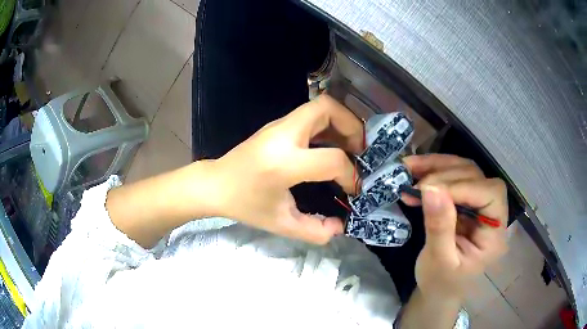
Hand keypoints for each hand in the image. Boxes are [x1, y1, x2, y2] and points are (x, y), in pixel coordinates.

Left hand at [208, 95, 363, 243]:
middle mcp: (283, 135)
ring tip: (351, 146)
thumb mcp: (281, 224)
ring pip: (319, 106)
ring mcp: (278, 125)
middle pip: (327, 108)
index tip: (354, 188)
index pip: (332, 159)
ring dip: (342, 122)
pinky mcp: (277, 125)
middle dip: (352, 125)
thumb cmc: (245, 205)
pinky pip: (310, 115)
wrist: (215, 184)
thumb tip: (341, 227)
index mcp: (283, 163)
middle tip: (360, 149)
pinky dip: (329, 125)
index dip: (350, 174)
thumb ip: (315, 231)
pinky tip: (332, 145)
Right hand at [402, 154, 507, 299]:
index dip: (464, 187)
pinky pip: (454, 176)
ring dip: (438, 166)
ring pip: (465, 170)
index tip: (430, 190)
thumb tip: (431, 189)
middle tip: (415, 186)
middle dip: (446, 176)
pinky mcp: (466, 200)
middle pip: (478, 177)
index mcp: (495, 234)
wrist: (439, 288)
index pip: (490, 195)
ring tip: (410, 169)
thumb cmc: (441, 282)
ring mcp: (479, 204)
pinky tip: (417, 171)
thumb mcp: (438, 260)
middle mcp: (493, 213)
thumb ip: (439, 227)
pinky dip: (434, 170)